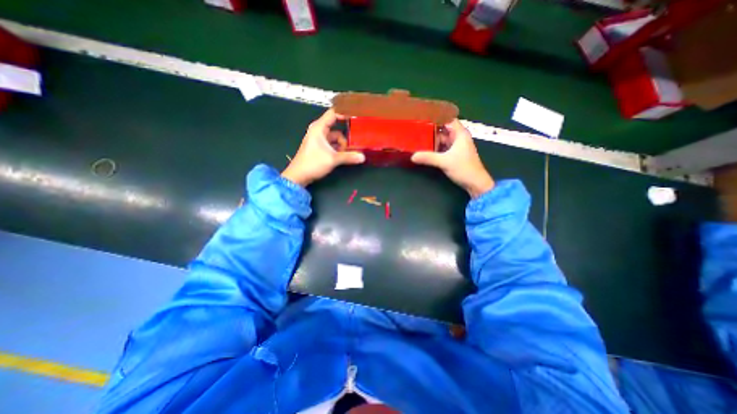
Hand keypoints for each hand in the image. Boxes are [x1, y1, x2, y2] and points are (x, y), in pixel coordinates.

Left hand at [282, 110, 363, 187]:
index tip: (357, 117)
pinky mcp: (319, 147)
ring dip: (342, 145)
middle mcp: (319, 131)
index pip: (333, 113)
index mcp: (319, 128)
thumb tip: (363, 157)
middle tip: (355, 144)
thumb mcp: (333, 159)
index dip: (345, 113)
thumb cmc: (313, 163)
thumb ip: (349, 157)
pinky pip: (332, 144)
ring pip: (335, 138)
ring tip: (348, 154)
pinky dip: (337, 149)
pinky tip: (343, 156)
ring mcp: (318, 139)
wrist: (299, 175)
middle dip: (345, 137)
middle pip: (337, 128)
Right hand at [412, 118, 490, 196]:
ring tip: (418, 138)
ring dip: (432, 139)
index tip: (423, 117)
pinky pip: (442, 148)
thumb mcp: (444, 162)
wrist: (475, 183)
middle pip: (443, 130)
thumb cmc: (464, 168)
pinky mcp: (454, 155)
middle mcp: (458, 138)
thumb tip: (412, 156)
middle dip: (431, 129)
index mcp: (460, 134)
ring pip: (442, 139)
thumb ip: (428, 158)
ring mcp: (456, 147)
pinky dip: (435, 148)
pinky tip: (425, 149)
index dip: (437, 117)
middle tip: (416, 129)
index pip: (448, 119)